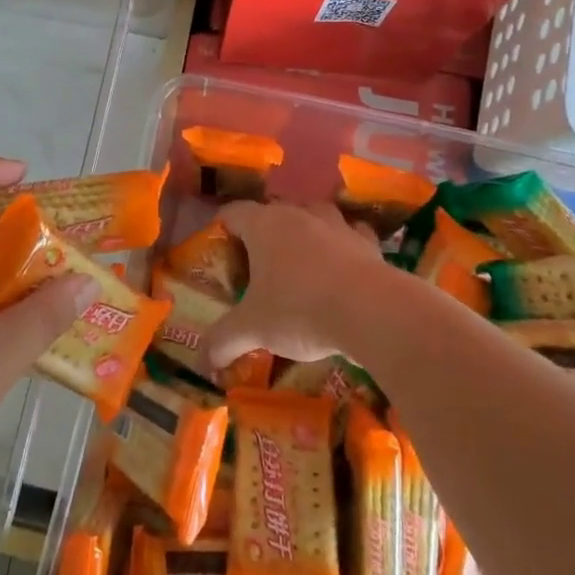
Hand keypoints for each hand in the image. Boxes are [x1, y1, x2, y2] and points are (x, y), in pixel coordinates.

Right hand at [204, 200, 384, 369]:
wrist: (372, 311)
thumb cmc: (300, 310)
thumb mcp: (253, 329)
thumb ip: (223, 341)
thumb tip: (203, 362)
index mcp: (264, 225)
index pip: (232, 213)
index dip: (221, 229)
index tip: (218, 251)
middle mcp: (298, 214)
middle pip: (272, 213)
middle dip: (262, 235)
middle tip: (255, 267)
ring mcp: (336, 224)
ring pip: (313, 217)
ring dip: (304, 233)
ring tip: (299, 262)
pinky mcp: (367, 241)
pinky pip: (350, 234)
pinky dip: (343, 245)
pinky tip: (342, 267)